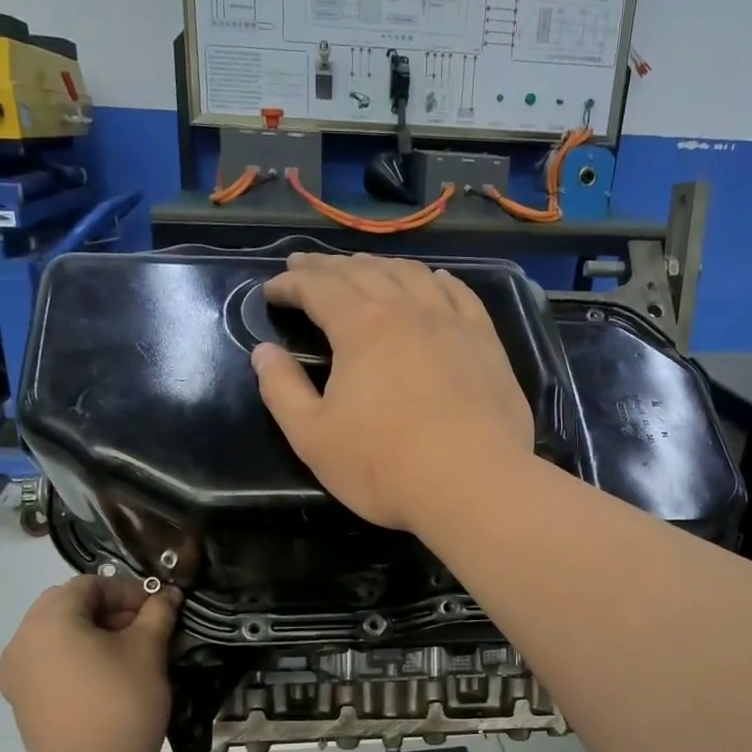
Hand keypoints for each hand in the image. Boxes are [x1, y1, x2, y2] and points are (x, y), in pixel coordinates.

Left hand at [0, 576, 178, 751]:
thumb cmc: (121, 704)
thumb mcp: (148, 651)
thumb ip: (157, 614)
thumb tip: (167, 595)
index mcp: (49, 620)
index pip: (89, 584)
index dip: (127, 590)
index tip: (157, 609)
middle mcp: (22, 640)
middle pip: (68, 606)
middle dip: (109, 609)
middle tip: (145, 627)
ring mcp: (16, 673)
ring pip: (58, 634)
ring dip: (94, 633)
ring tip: (130, 653)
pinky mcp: (22, 700)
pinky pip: (50, 661)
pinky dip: (77, 657)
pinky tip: (107, 676)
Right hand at [249, 253, 534, 533]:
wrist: (474, 486)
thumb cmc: (384, 466)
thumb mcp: (313, 437)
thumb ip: (282, 390)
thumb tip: (264, 352)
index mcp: (361, 327)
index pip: (318, 288)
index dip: (290, 283)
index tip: (271, 289)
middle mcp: (407, 310)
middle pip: (363, 272)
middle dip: (327, 267)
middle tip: (304, 265)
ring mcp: (453, 323)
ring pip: (412, 275)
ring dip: (380, 265)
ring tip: (362, 267)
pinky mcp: (486, 344)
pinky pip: (461, 295)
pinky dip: (439, 280)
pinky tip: (435, 278)